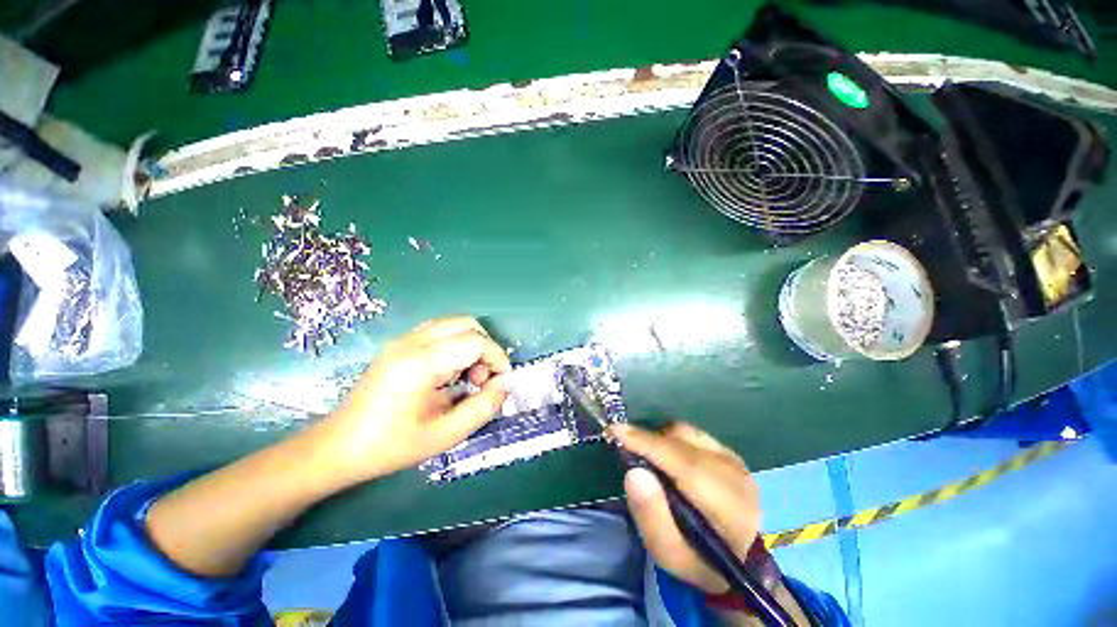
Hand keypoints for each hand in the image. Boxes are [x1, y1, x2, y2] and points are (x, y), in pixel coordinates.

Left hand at [315, 317, 511, 485]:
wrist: (338, 447)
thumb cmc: (391, 446)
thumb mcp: (446, 435)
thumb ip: (483, 407)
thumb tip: (506, 384)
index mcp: (420, 364)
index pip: (475, 342)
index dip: (498, 358)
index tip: (501, 382)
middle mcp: (411, 342)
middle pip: (467, 324)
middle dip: (486, 348)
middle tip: (483, 378)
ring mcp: (403, 340)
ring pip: (454, 324)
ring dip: (472, 344)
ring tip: (468, 376)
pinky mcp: (400, 344)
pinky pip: (440, 331)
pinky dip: (457, 344)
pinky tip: (450, 372)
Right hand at [609, 422, 760, 594]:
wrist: (740, 560)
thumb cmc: (699, 561)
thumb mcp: (669, 554)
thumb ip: (651, 516)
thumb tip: (633, 472)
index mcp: (726, 506)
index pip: (681, 462)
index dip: (646, 443)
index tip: (615, 431)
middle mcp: (734, 475)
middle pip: (681, 443)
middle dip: (647, 440)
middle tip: (625, 448)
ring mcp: (735, 460)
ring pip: (685, 433)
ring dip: (660, 440)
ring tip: (649, 459)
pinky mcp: (730, 453)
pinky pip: (692, 434)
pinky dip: (672, 440)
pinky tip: (668, 458)